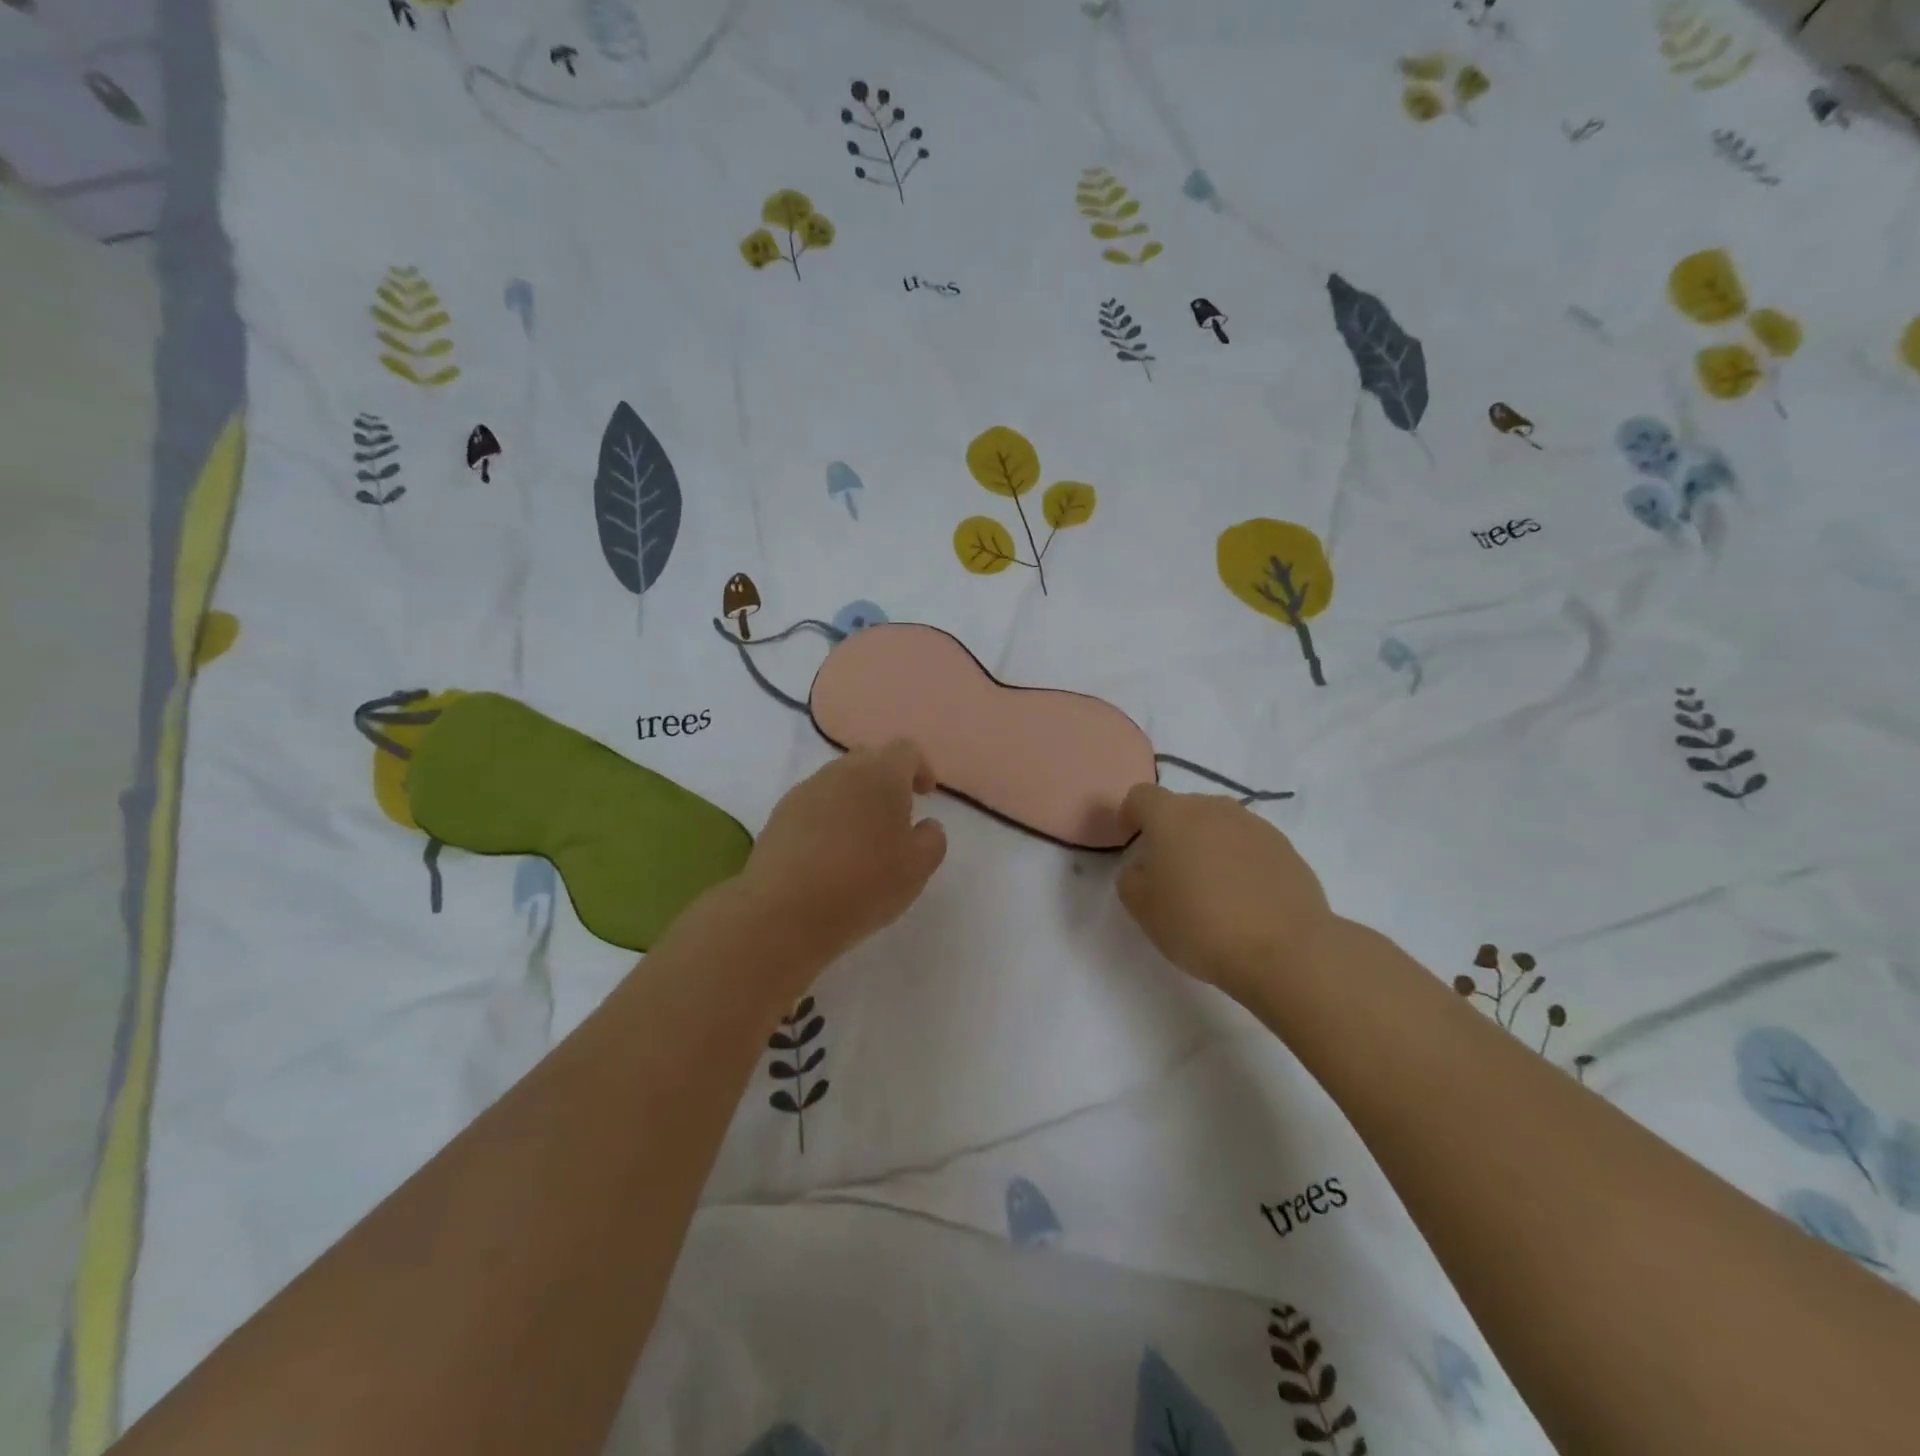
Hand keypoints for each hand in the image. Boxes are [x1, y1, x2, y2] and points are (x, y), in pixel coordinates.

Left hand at [736, 739, 947, 973]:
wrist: (784, 911)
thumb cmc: (864, 884)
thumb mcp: (917, 868)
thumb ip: (932, 839)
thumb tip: (926, 825)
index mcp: (881, 775)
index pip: (906, 750)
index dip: (920, 769)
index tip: (925, 796)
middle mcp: (841, 771)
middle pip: (869, 760)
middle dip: (886, 781)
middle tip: (895, 817)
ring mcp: (806, 791)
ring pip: (838, 782)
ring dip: (854, 800)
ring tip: (861, 840)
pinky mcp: (779, 814)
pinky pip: (813, 804)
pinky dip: (828, 818)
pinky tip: (829, 854)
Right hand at [1116, 784, 1333, 1000]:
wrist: (1285, 951)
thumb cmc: (1199, 925)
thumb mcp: (1142, 908)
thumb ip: (1131, 878)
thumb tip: (1144, 867)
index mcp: (1172, 816)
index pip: (1141, 796)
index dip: (1131, 815)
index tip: (1130, 841)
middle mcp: (1213, 809)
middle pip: (1183, 808)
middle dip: (1171, 831)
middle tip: (1169, 871)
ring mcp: (1255, 825)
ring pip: (1219, 825)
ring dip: (1208, 844)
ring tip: (1210, 887)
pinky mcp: (1286, 848)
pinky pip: (1249, 845)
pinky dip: (1239, 861)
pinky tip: (1243, 898)